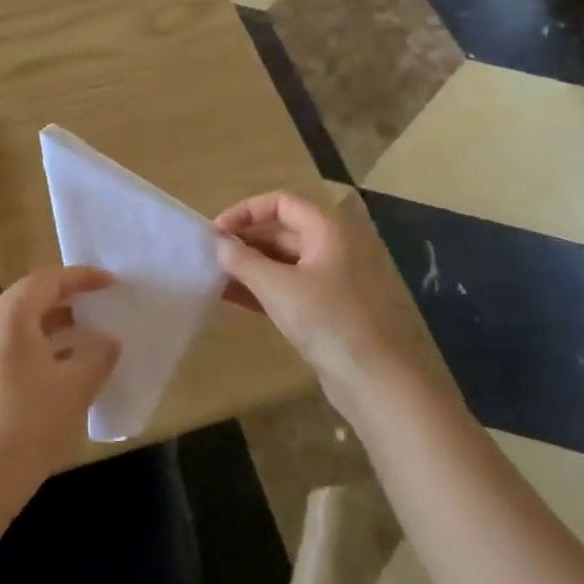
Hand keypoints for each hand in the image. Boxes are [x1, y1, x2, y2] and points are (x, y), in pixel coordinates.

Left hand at [0, 266, 119, 500]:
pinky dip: (43, 344)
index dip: (82, 277)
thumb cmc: (30, 423)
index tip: (111, 282)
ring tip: (88, 330)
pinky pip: (16, 345)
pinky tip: (66, 365)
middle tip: (99, 300)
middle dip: (67, 295)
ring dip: (55, 321)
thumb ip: (98, 356)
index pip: (48, 280)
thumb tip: (110, 340)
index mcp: (10, 317)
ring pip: (23, 323)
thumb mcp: (75, 387)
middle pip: (31, 296)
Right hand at [215, 192, 423, 410]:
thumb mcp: (277, 287)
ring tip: (214, 276)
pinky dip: (261, 287)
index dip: (246, 211)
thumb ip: (243, 260)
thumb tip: (218, 243)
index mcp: (327, 230)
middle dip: (244, 240)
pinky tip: (232, 297)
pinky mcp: (326, 308)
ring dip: (249, 266)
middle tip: (210, 256)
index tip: (216, 232)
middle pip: (281, 230)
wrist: (373, 380)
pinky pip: (287, 286)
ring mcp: (330, 279)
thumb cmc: (326, 321)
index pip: (281, 203)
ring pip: (282, 261)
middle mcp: (331, 247)